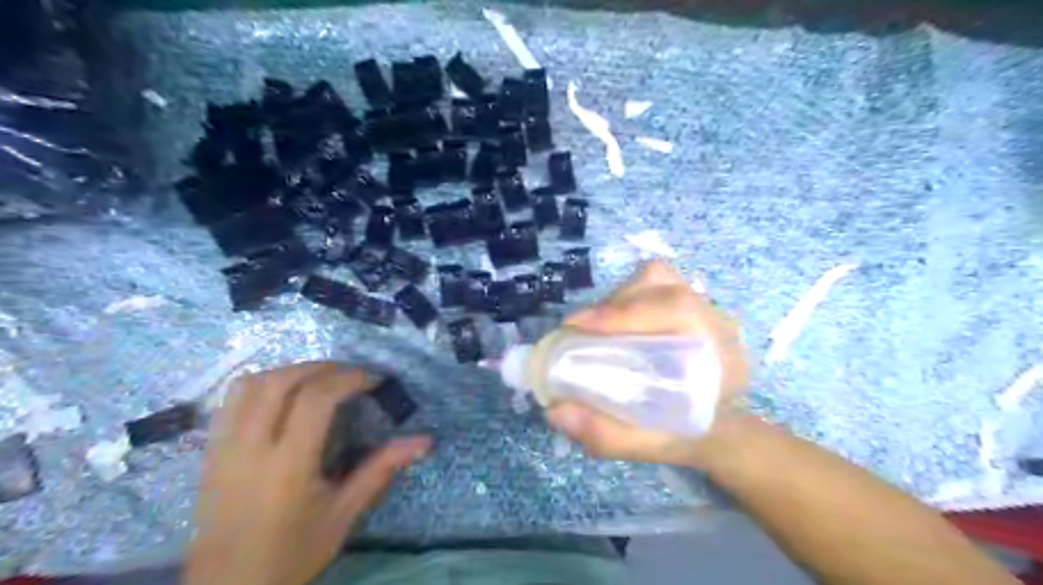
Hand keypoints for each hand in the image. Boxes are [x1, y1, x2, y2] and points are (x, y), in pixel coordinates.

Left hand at [186, 360, 429, 583]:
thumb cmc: (292, 552)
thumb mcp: (344, 514)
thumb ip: (381, 470)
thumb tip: (424, 441)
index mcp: (288, 465)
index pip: (316, 399)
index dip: (348, 378)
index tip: (372, 380)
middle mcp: (251, 447)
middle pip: (283, 381)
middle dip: (323, 367)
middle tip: (351, 374)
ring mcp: (224, 446)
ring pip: (253, 383)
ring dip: (292, 370)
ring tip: (320, 378)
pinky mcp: (210, 450)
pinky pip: (233, 399)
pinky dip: (264, 382)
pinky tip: (285, 394)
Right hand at [547, 260, 750, 469]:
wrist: (721, 429)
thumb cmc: (689, 437)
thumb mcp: (649, 447)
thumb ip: (606, 435)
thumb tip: (556, 410)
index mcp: (720, 355)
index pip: (677, 310)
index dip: (624, 311)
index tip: (579, 326)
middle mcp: (716, 323)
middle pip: (662, 286)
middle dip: (613, 304)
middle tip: (579, 331)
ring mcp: (705, 308)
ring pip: (657, 279)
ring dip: (619, 299)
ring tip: (595, 328)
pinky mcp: (690, 304)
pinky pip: (655, 285)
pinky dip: (628, 298)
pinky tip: (615, 325)